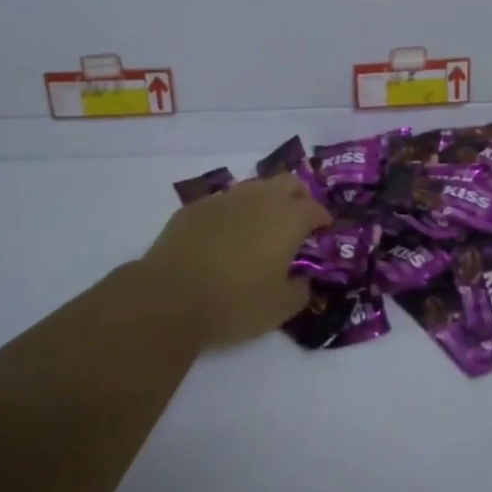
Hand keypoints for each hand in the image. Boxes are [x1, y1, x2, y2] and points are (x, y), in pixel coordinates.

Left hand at [139, 175, 330, 348]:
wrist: (168, 298)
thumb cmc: (234, 303)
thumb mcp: (280, 309)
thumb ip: (301, 291)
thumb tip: (303, 281)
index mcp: (288, 219)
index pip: (316, 207)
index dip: (323, 219)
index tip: (322, 232)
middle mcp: (260, 199)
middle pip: (289, 182)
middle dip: (298, 198)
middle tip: (296, 222)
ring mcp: (225, 199)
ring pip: (255, 187)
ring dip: (265, 202)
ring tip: (259, 229)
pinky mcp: (195, 207)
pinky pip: (224, 202)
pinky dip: (233, 213)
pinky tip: (224, 237)